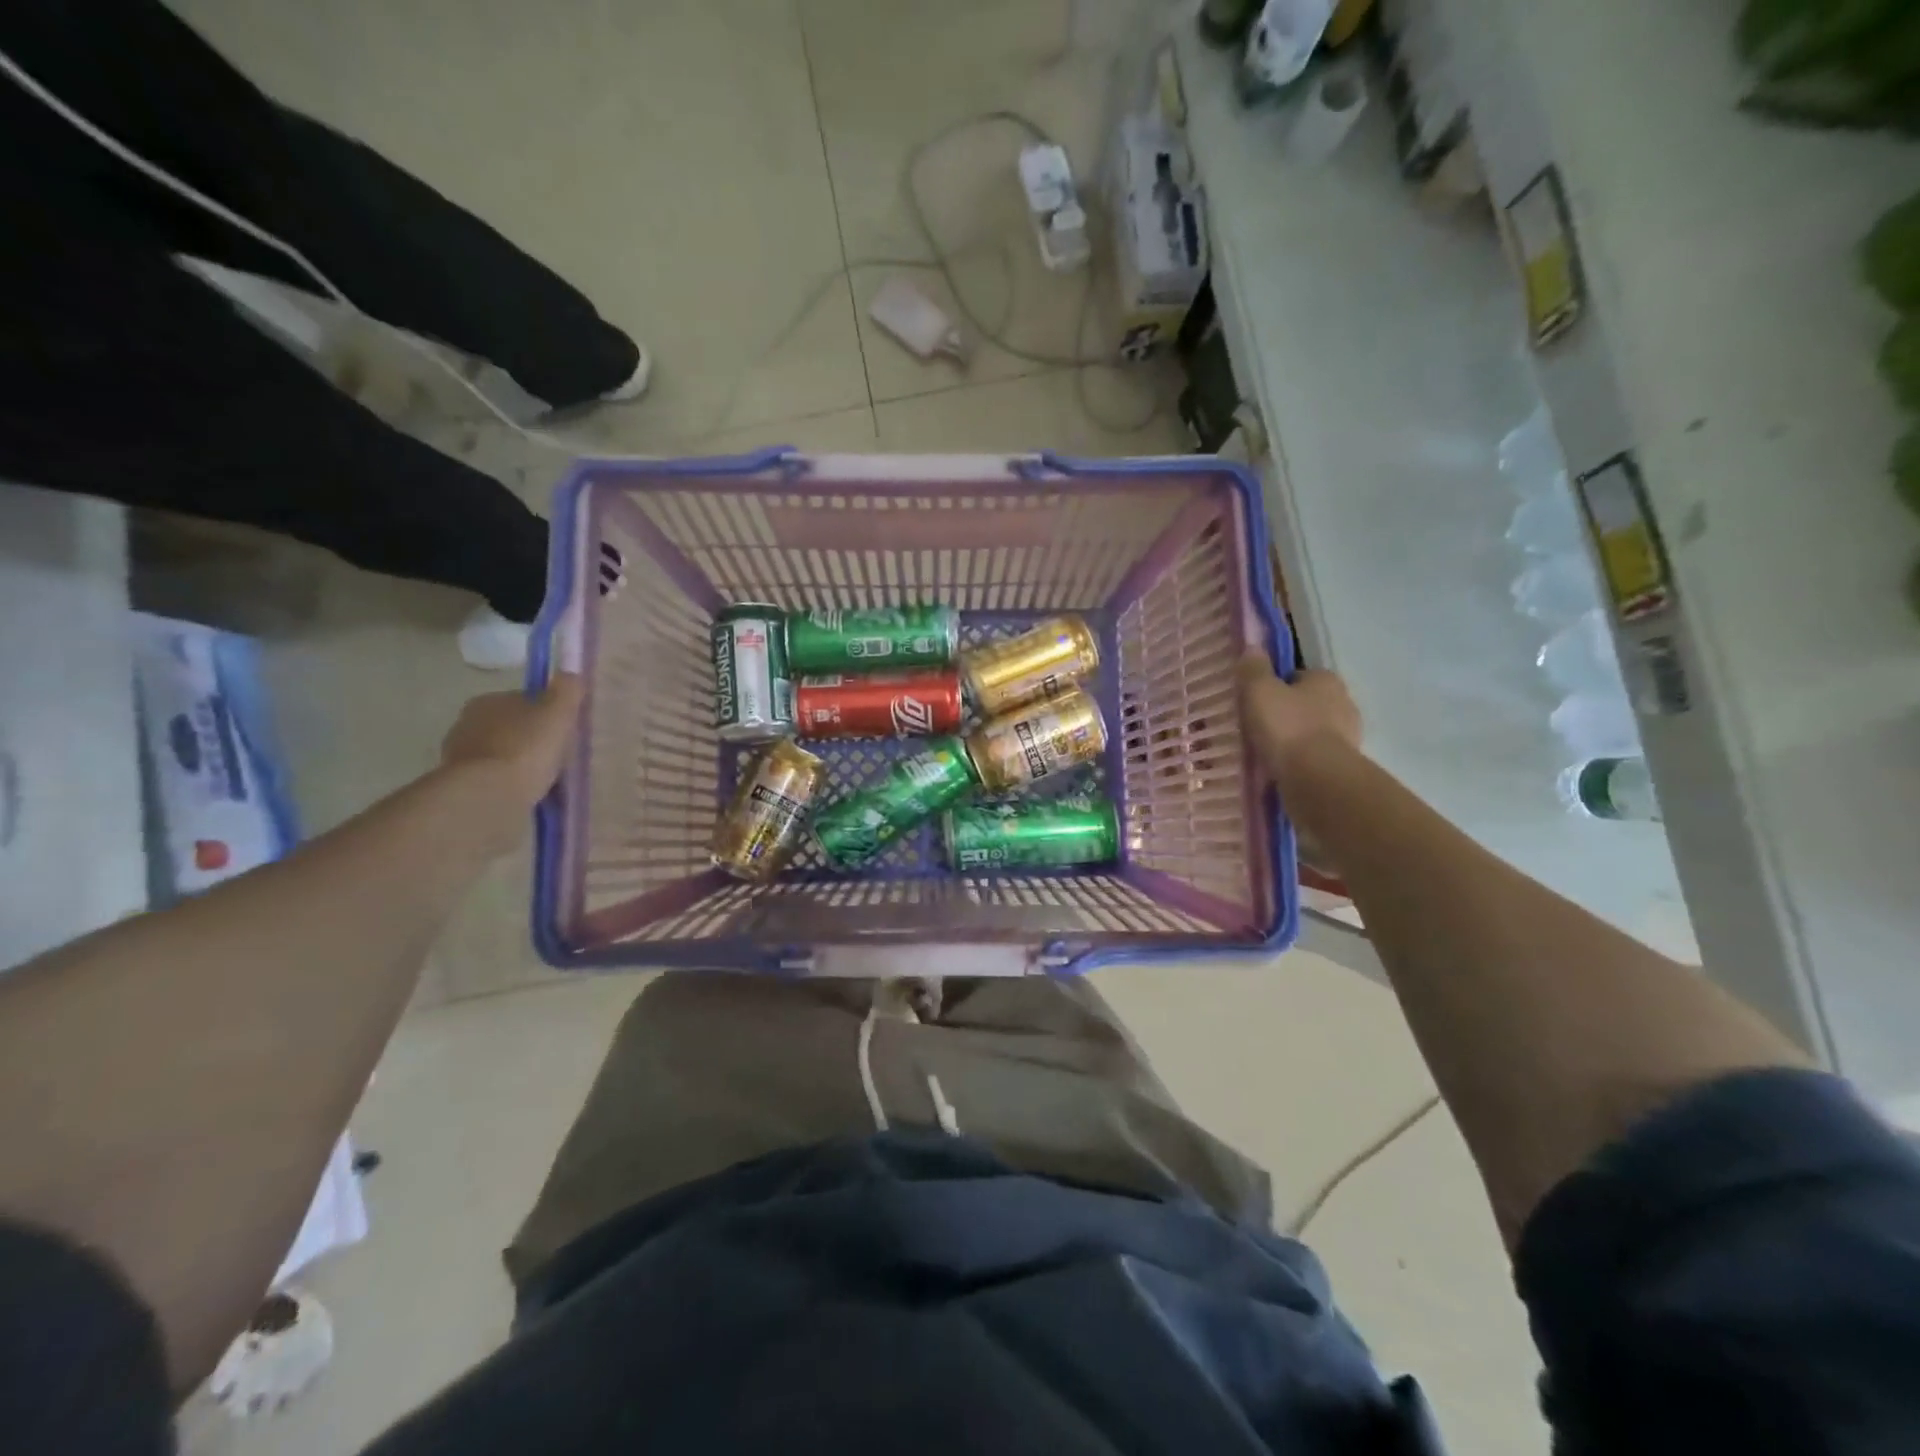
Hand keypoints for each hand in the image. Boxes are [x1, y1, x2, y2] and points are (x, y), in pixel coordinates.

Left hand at [440, 674, 585, 812]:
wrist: (488, 793)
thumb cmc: (526, 747)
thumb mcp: (558, 713)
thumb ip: (566, 690)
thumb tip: (570, 673)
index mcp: (489, 700)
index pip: (523, 701)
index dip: (546, 714)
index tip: (562, 731)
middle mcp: (467, 721)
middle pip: (510, 726)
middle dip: (530, 738)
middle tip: (556, 756)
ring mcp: (459, 754)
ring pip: (499, 753)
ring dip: (517, 762)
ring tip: (542, 779)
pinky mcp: (459, 782)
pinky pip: (492, 777)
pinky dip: (507, 782)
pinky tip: (525, 792)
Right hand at [1237, 652, 1361, 779]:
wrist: (1318, 778)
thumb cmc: (1288, 727)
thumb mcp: (1259, 691)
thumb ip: (1254, 669)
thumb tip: (1252, 646)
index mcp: (1326, 679)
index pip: (1298, 675)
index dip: (1275, 685)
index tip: (1256, 700)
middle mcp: (1344, 702)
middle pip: (1307, 702)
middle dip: (1286, 712)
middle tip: (1258, 725)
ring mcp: (1348, 735)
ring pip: (1312, 730)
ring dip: (1294, 737)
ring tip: (1267, 750)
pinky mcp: (1344, 764)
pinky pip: (1315, 755)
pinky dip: (1300, 759)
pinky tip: (1281, 768)